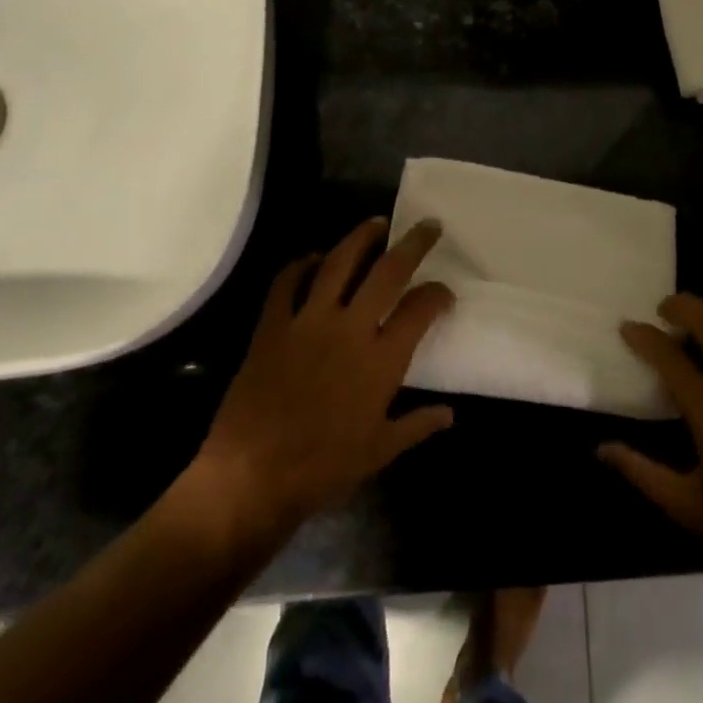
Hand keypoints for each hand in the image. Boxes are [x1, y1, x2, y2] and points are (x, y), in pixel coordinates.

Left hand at [168, 219, 454, 547]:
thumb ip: (418, 425)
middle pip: (388, 271)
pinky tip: (313, 259)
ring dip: (360, 238)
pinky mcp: (271, 326)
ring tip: (376, 224)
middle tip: (427, 226)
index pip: (420, 309)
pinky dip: (301, 265)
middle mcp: (349, 329)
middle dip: (413, 244)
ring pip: (338, 264)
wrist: (251, 477)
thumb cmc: (323, 468)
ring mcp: (307, 322)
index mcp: (381, 360)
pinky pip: (287, 283)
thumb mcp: (380, 451)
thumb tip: (450, 414)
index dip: (438, 293)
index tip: (445, 292)